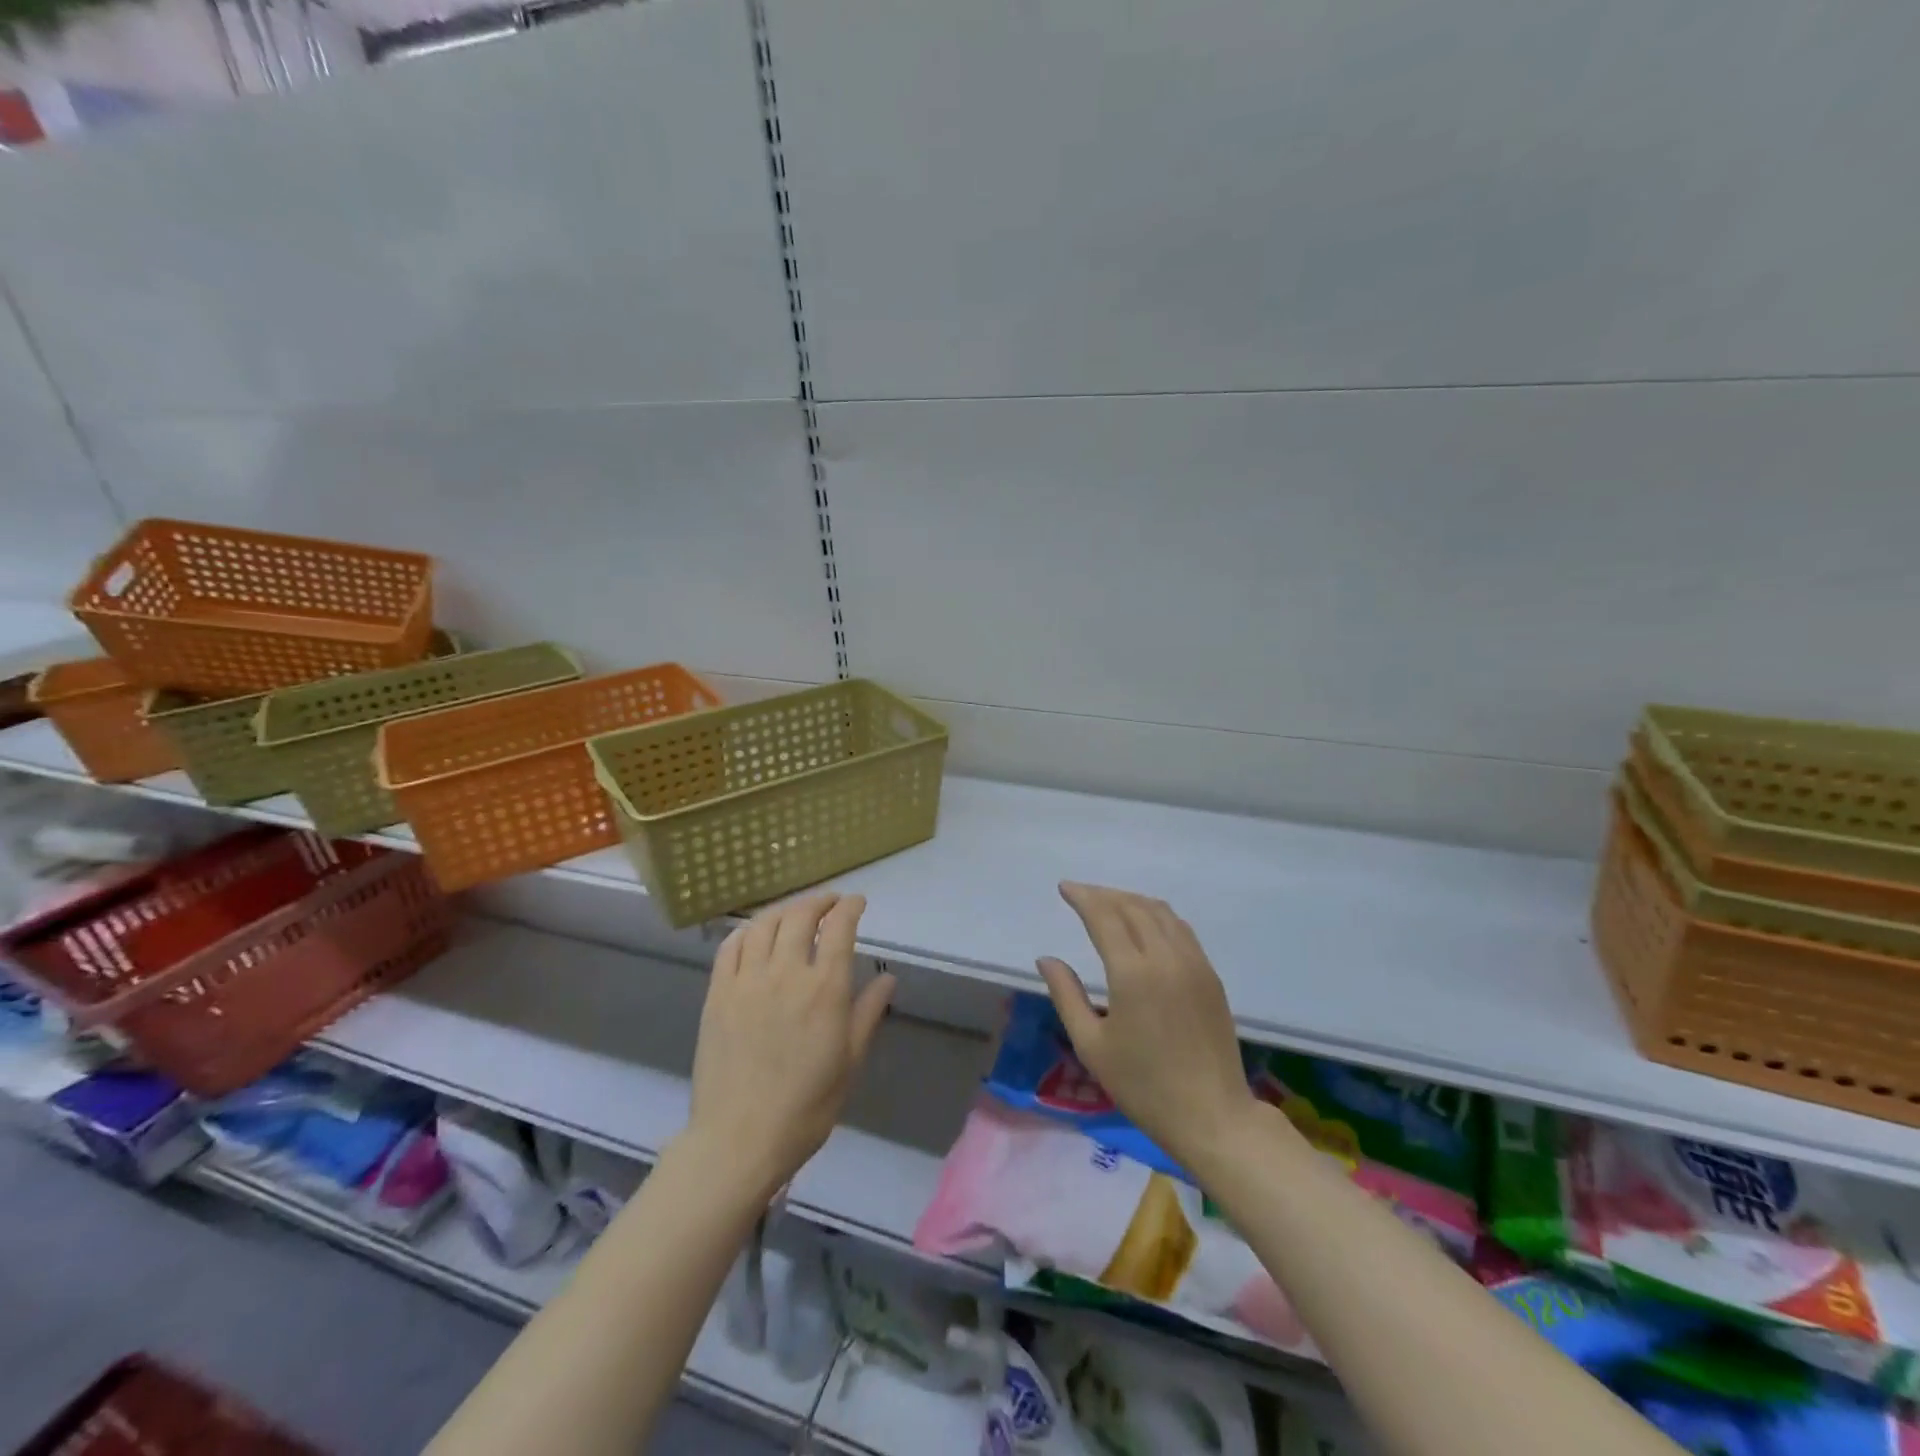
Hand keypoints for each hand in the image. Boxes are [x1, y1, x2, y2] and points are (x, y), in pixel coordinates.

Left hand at [685, 893, 895, 1198]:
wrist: (740, 1139)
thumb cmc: (807, 1106)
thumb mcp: (850, 1061)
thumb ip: (868, 1012)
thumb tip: (887, 978)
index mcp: (824, 990)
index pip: (839, 928)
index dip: (849, 907)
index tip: (857, 902)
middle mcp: (786, 973)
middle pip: (801, 916)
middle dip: (819, 901)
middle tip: (830, 903)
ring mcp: (746, 980)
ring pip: (764, 924)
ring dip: (785, 910)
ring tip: (795, 913)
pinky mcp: (718, 993)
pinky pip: (731, 946)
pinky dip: (747, 930)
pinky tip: (756, 933)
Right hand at [1038, 882, 1260, 1173]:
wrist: (1212, 1116)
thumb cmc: (1143, 1086)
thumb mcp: (1092, 1045)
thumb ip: (1066, 995)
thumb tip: (1046, 959)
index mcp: (1133, 973)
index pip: (1105, 916)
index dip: (1083, 897)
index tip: (1064, 888)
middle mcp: (1166, 957)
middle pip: (1133, 906)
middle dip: (1104, 894)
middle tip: (1081, 894)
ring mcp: (1194, 963)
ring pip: (1161, 912)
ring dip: (1132, 900)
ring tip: (1109, 904)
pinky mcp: (1210, 976)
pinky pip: (1180, 929)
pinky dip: (1157, 915)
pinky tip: (1145, 925)